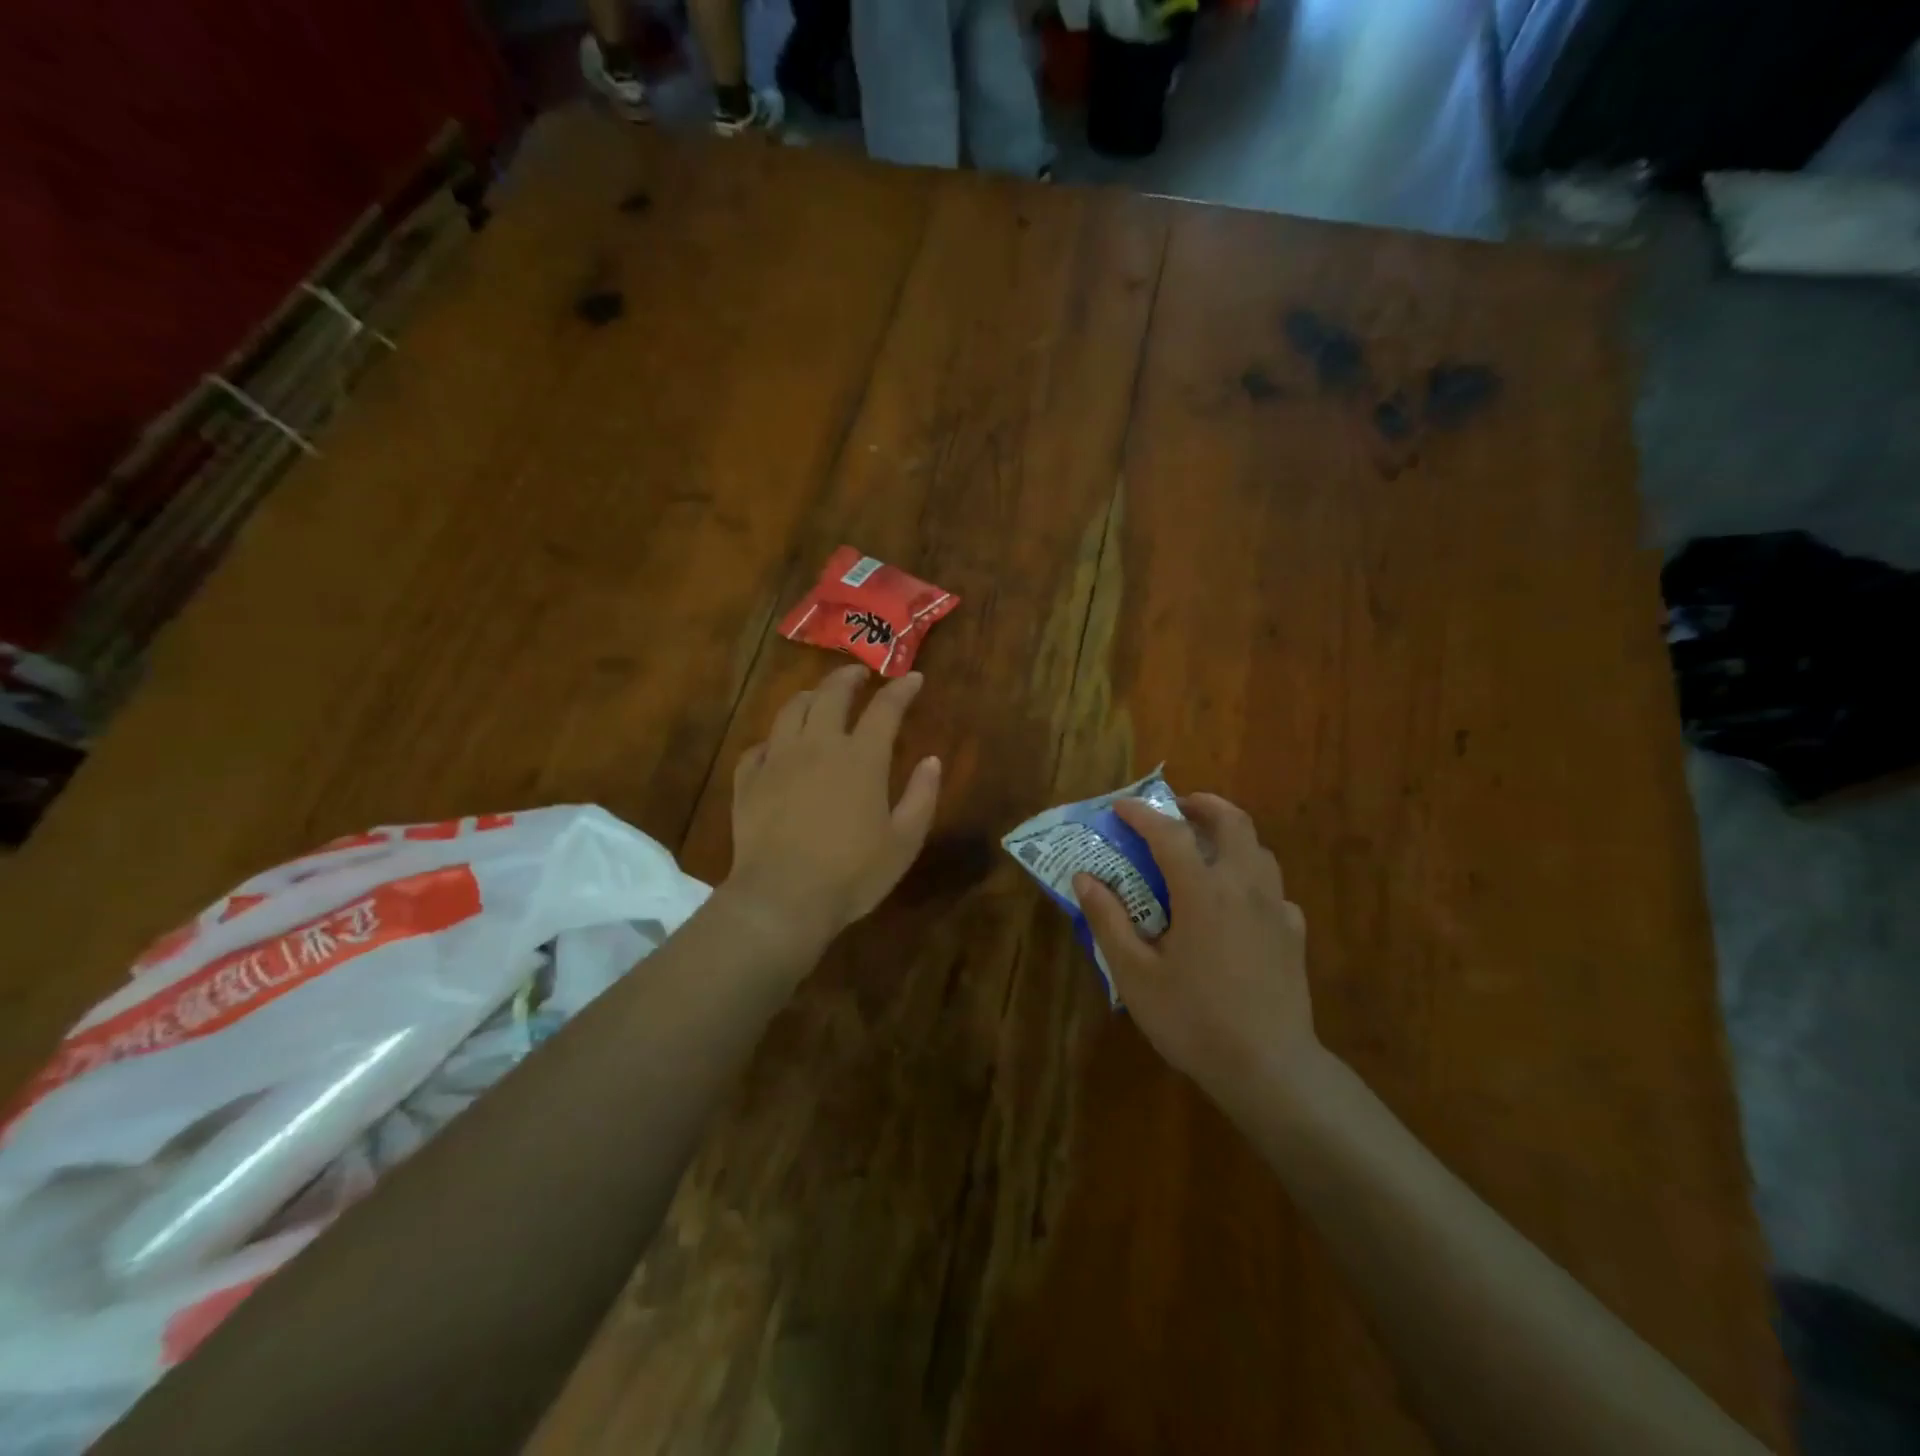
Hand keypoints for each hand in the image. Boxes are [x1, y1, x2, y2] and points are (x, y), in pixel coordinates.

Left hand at [723, 664, 941, 951]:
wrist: (782, 899)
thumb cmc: (852, 874)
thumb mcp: (904, 842)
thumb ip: (922, 797)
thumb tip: (931, 760)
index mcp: (861, 758)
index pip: (885, 708)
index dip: (901, 689)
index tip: (912, 678)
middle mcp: (818, 746)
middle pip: (831, 694)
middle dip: (848, 677)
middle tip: (859, 674)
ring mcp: (777, 760)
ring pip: (791, 711)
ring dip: (810, 697)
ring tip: (819, 698)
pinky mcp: (748, 781)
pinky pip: (759, 746)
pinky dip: (774, 739)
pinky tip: (778, 747)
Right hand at [1074, 794, 1318, 1110]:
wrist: (1270, 1068)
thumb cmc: (1194, 1019)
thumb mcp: (1135, 974)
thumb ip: (1108, 921)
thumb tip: (1085, 878)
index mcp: (1203, 891)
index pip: (1169, 833)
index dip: (1142, 814)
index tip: (1120, 808)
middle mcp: (1244, 886)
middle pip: (1233, 822)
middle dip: (1203, 804)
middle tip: (1176, 808)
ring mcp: (1276, 908)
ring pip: (1259, 849)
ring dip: (1230, 835)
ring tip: (1204, 848)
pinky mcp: (1294, 934)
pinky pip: (1273, 888)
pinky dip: (1250, 877)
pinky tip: (1236, 903)